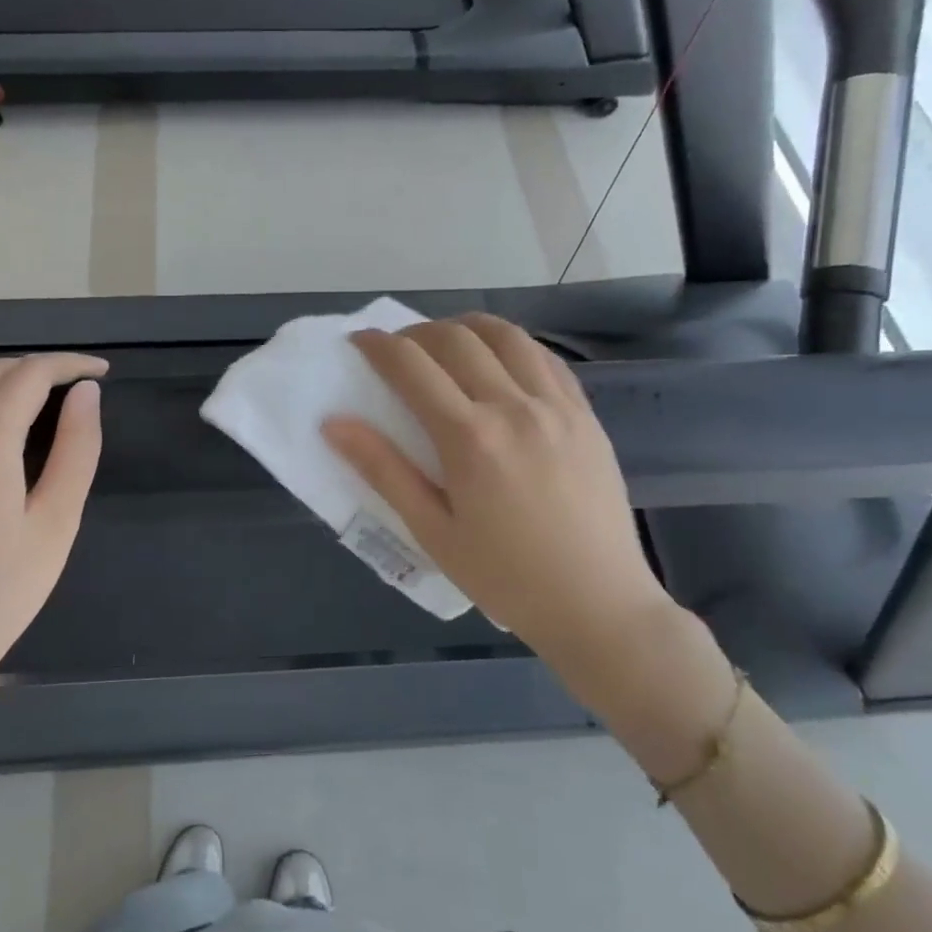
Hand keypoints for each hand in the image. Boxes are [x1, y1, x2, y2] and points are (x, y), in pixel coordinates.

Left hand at [0, 353, 105, 698]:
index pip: (30, 373)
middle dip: (41, 370)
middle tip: (81, 390)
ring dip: (8, 385)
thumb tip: (87, 394)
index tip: (103, 372)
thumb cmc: (0, 590)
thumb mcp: (56, 521)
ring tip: (48, 408)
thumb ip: (76, 449)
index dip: (70, 364)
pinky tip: (4, 438)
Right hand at [324, 314, 684, 690]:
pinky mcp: (586, 415)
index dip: (379, 345)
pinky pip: (546, 358)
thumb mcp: (432, 532)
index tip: (360, 341)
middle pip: (456, 339)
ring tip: (447, 345)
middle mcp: (514, 407)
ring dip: (467, 327)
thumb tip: (334, 424)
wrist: (597, 604)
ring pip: (507, 335)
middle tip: (398, 351)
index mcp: (469, 438)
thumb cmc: (505, 577)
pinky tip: (500, 364)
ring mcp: (557, 406)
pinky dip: (513, 346)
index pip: (412, 366)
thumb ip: (383, 471)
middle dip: (417, 333)